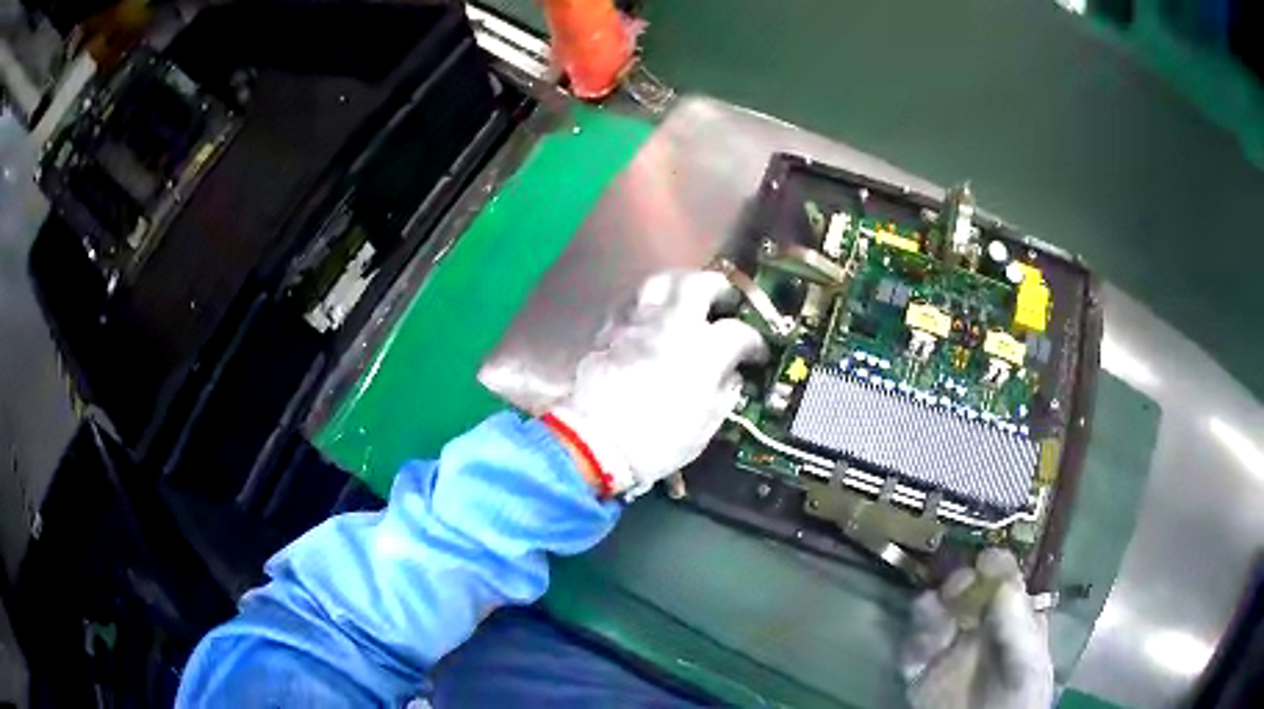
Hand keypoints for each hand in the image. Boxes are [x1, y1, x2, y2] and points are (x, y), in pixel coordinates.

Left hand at [547, 269, 766, 497]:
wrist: (595, 444)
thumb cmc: (658, 442)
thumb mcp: (705, 426)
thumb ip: (724, 393)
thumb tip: (732, 375)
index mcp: (705, 350)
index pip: (739, 332)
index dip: (753, 341)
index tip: (755, 353)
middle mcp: (673, 324)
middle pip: (699, 283)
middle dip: (717, 287)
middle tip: (723, 299)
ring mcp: (638, 323)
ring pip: (660, 282)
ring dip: (679, 284)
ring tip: (685, 298)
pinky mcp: (609, 330)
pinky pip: (632, 303)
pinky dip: (647, 304)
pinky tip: (650, 318)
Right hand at [902, 549, 1054, 708]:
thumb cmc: (1018, 700)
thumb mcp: (1029, 666)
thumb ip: (1018, 630)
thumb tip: (1005, 584)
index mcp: (1013, 618)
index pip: (1005, 581)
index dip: (996, 566)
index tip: (985, 560)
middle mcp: (980, 627)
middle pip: (966, 591)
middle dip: (959, 583)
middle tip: (956, 588)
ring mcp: (949, 649)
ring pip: (934, 615)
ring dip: (930, 609)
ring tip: (931, 612)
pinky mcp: (921, 673)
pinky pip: (910, 649)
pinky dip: (912, 642)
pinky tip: (922, 648)